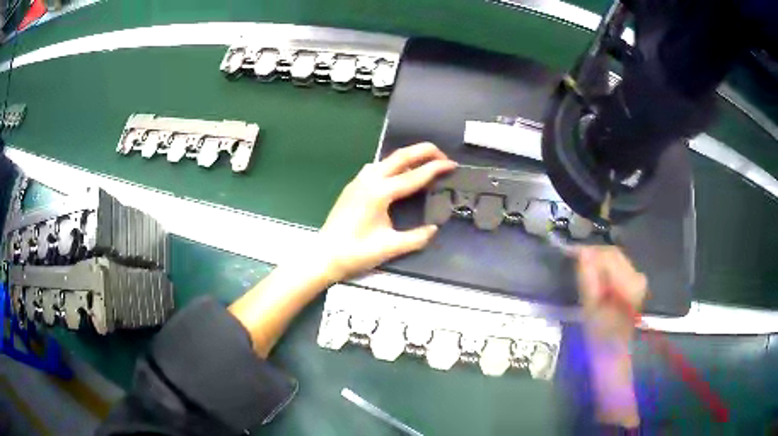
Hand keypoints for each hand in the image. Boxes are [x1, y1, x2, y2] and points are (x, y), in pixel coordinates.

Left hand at [317, 142, 456, 281]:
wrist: (324, 255)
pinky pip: (376, 167)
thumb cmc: (356, 253)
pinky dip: (393, 165)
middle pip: (401, 156)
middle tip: (443, 156)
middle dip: (424, 151)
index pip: (414, 176)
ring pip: (387, 159)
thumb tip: (434, 229)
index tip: (453, 165)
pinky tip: (397, 175)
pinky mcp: (353, 185)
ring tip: (424, 164)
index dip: (435, 168)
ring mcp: (359, 180)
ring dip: (408, 157)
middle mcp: (370, 180)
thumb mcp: (390, 247)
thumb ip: (416, 238)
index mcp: (380, 193)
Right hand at [576, 246, 647, 348]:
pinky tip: (594, 282)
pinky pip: (616, 269)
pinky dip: (603, 272)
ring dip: (598, 264)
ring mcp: (637, 281)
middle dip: (594, 257)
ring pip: (614, 261)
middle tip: (574, 263)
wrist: (612, 354)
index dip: (590, 252)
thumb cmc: (600, 336)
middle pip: (614, 255)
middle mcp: (638, 276)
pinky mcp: (633, 286)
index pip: (609, 254)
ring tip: (582, 273)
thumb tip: (582, 252)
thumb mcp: (591, 308)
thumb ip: (589, 278)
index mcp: (631, 282)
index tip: (571, 254)